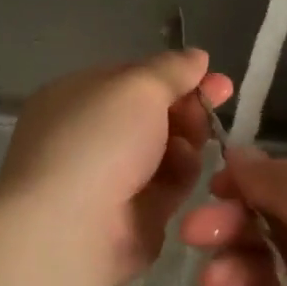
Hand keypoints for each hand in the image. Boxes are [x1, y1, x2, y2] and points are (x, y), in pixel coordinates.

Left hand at [0, 49, 233, 285]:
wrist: (71, 228)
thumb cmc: (98, 141)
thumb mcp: (138, 88)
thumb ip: (171, 69)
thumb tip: (197, 57)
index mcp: (77, 98)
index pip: (133, 78)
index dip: (175, 75)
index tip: (214, 78)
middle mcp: (91, 135)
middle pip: (153, 114)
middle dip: (187, 108)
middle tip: (215, 105)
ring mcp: (111, 178)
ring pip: (165, 150)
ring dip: (186, 140)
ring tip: (192, 142)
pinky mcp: (134, 215)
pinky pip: (167, 186)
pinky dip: (180, 175)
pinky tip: (184, 171)